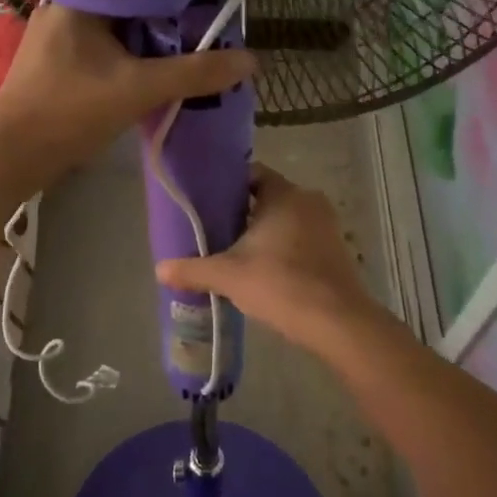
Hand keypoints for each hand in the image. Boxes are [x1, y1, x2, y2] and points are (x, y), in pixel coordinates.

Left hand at [0, 3, 254, 188]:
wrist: (11, 157)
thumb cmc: (69, 111)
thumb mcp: (139, 90)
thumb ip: (194, 73)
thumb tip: (251, 61)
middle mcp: (65, 6)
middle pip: (128, 2)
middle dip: (165, 16)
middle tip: (205, 24)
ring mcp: (58, 36)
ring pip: (117, 27)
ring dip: (148, 39)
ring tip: (189, 44)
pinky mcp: (58, 62)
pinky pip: (104, 47)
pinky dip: (129, 55)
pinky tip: (153, 67)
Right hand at [155, 165, 376, 351]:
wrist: (337, 321)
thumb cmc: (280, 284)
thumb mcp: (228, 276)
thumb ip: (193, 269)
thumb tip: (160, 269)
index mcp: (284, 194)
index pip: (252, 175)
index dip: (228, 186)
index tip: (207, 202)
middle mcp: (308, 201)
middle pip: (267, 198)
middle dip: (243, 213)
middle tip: (215, 230)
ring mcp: (327, 225)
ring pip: (286, 219)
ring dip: (264, 233)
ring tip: (236, 253)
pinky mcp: (336, 249)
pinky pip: (302, 238)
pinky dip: (284, 248)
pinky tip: (265, 270)